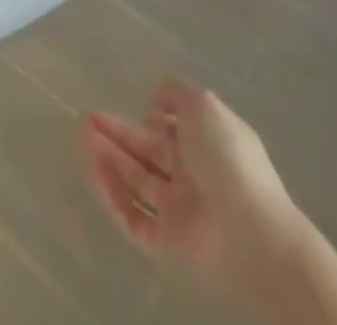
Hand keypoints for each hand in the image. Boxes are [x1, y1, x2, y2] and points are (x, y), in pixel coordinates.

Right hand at [85, 79, 303, 298]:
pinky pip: (136, 217)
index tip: (136, 105)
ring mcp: (181, 208)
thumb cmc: (227, 159)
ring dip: (111, 158)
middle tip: (89, 118)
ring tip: (85, 137)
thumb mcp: (203, 105)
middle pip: (149, 150)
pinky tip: (95, 173)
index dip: (153, 114)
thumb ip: (176, 95)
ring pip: (139, 180)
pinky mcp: (169, 240)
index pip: (173, 126)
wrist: (250, 233)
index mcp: (207, 140)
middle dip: (119, 133)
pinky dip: (115, 196)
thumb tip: (156, 103)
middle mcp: (193, 172)